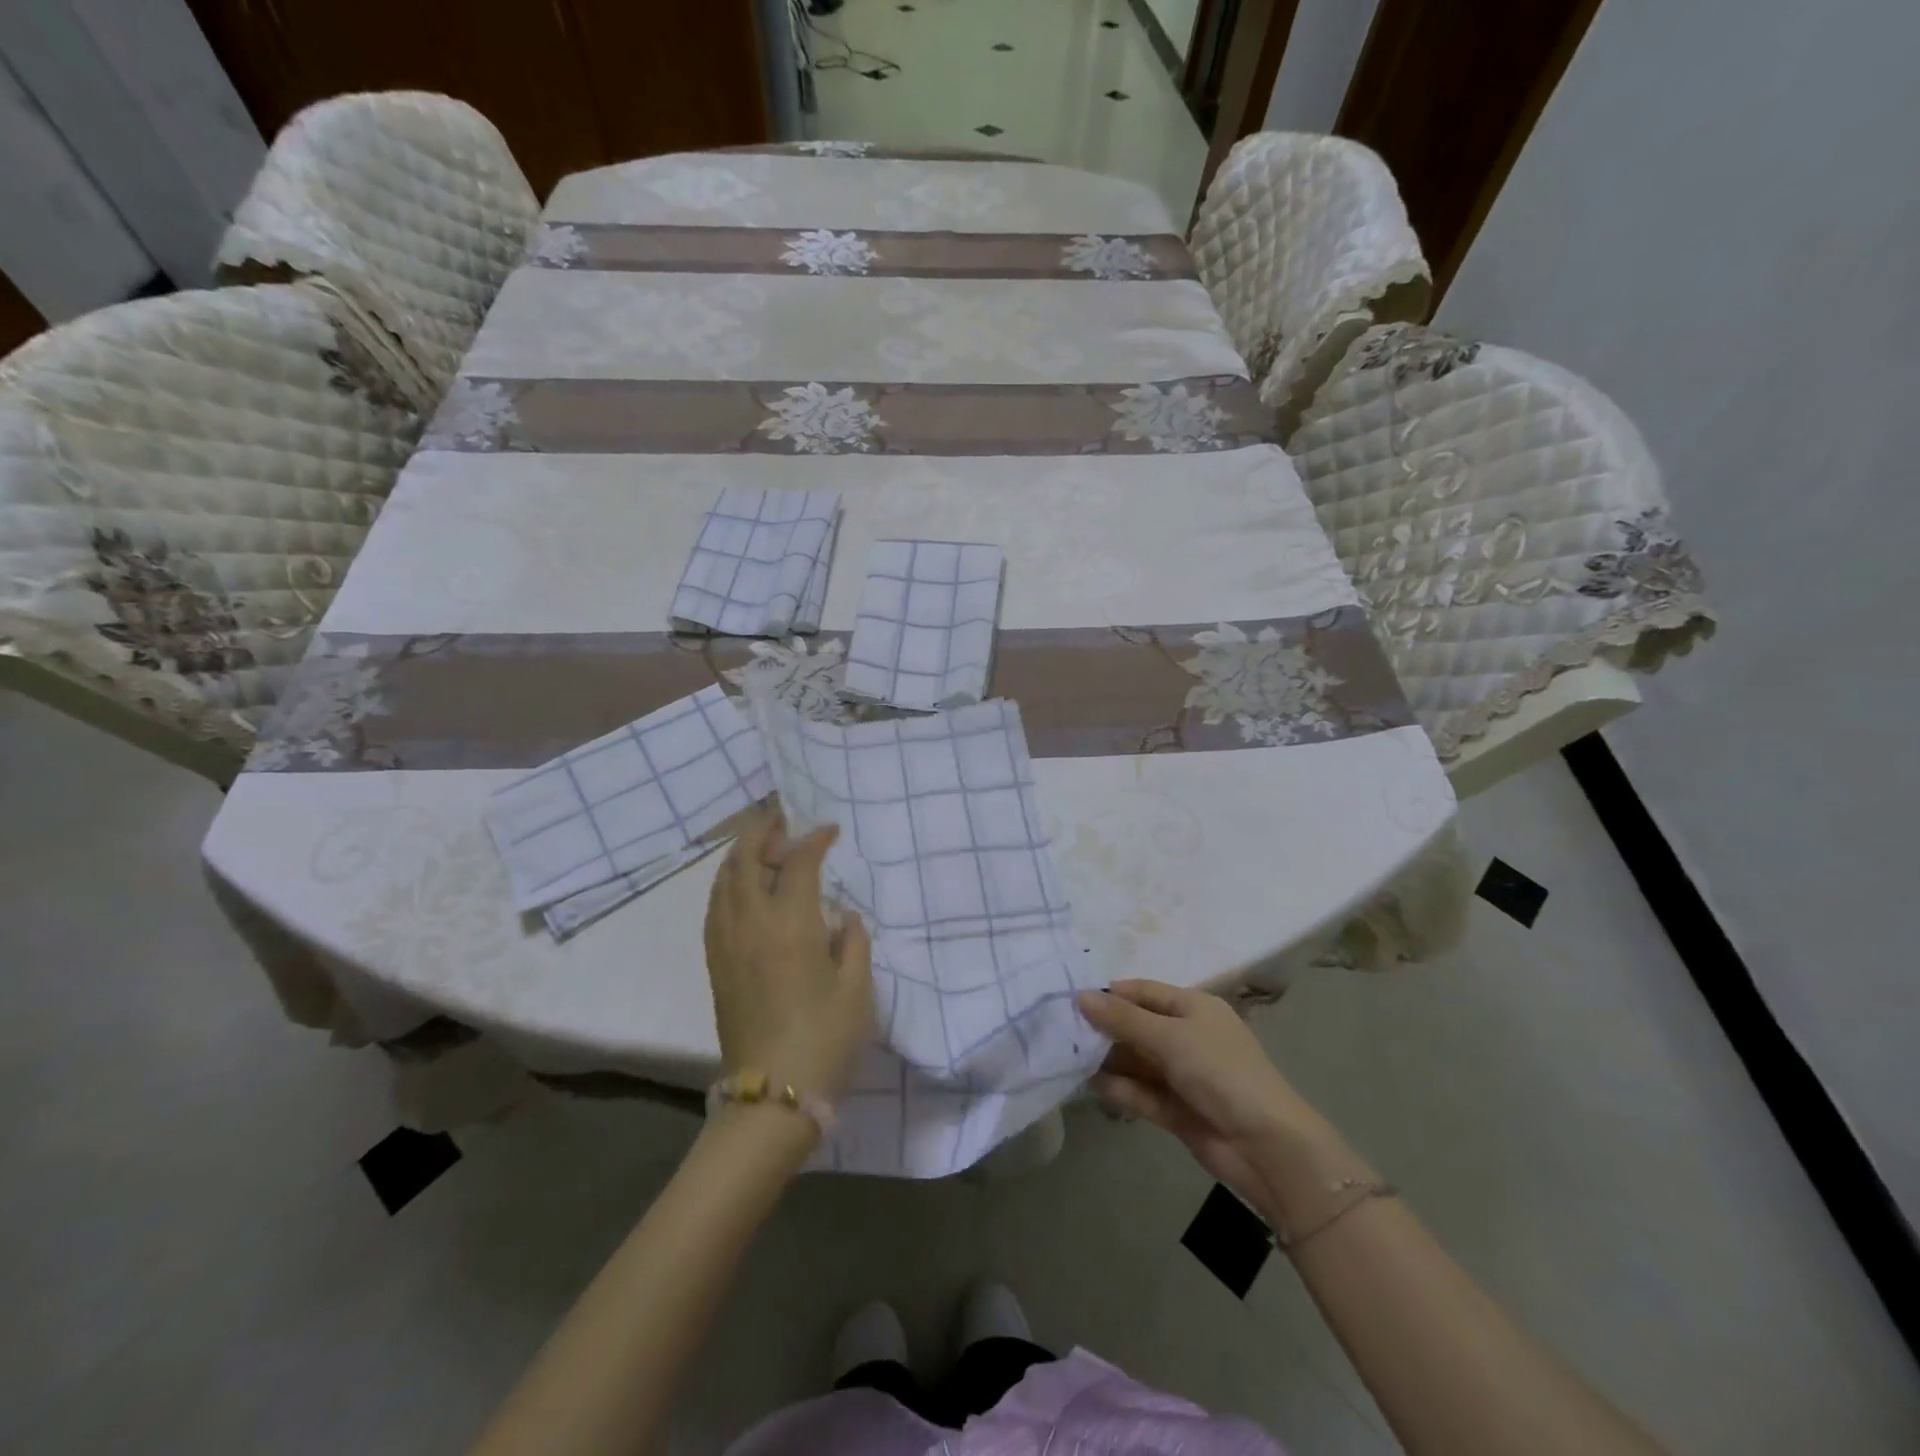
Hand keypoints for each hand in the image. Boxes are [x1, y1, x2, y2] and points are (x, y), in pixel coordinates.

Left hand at [704, 807, 873, 1100]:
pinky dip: (727, 883)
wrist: (772, 1095)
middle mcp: (750, 923)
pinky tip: (740, 887)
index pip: (796, 862)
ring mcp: (726, 943)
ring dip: (740, 853)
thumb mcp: (857, 989)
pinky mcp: (715, 964)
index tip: (830, 831)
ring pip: (723, 880)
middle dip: (762, 829)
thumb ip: (852, 941)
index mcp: (789, 925)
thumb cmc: (825, 1039)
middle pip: (745, 859)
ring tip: (761, 845)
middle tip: (781, 817)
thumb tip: (840, 915)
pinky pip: (715, 906)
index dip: (813, 839)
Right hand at [1078, 980, 1325, 1214]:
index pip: (1144, 992)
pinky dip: (1120, 1089)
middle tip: (1062, 1032)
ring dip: (1108, 1061)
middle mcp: (1187, 1036)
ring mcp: (1183, 1075)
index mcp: (1194, 1007)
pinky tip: (1091, 1086)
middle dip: (1104, 1029)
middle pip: (1137, 1026)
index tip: (1071, 1000)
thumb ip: (1123, 1019)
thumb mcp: (1170, 1037)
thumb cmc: (1220, 1072)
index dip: (1110, 995)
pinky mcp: (1177, 1110)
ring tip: (1067, 1059)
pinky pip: (1142, 1093)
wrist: (1266, 1146)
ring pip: (1137, 1061)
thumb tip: (1081, 996)